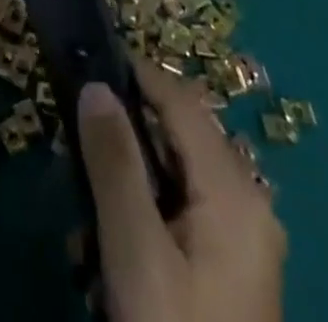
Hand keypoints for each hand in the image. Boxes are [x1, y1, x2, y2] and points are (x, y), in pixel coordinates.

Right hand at [78, 64, 286, 321]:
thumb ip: (115, 165)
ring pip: (179, 175)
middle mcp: (250, 204)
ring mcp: (245, 241)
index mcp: (236, 192)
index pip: (183, 102)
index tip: (89, 57)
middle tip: (78, 135)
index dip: (138, 72)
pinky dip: (149, 210)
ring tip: (89, 199)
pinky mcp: (233, 271)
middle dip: (129, 132)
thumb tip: (96, 86)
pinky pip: (186, 212)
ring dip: (133, 176)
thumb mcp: (137, 255)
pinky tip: (115, 243)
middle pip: (181, 136)